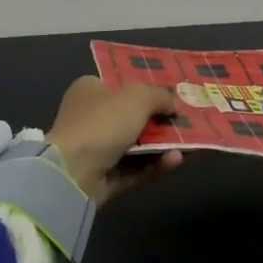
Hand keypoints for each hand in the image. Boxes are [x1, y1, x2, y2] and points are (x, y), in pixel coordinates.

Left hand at [45, 75, 183, 203]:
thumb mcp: (137, 97)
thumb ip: (160, 96)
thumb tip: (175, 104)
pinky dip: (156, 164)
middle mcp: (90, 117)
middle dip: (160, 119)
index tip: (173, 94)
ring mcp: (96, 150)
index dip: (146, 87)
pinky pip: (136, 169)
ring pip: (138, 145)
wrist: (72, 174)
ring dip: (163, 144)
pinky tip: (176, 160)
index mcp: (90, 90)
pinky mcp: (103, 178)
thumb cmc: (103, 122)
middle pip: (132, 116)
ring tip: (191, 143)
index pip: (120, 84)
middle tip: (188, 120)